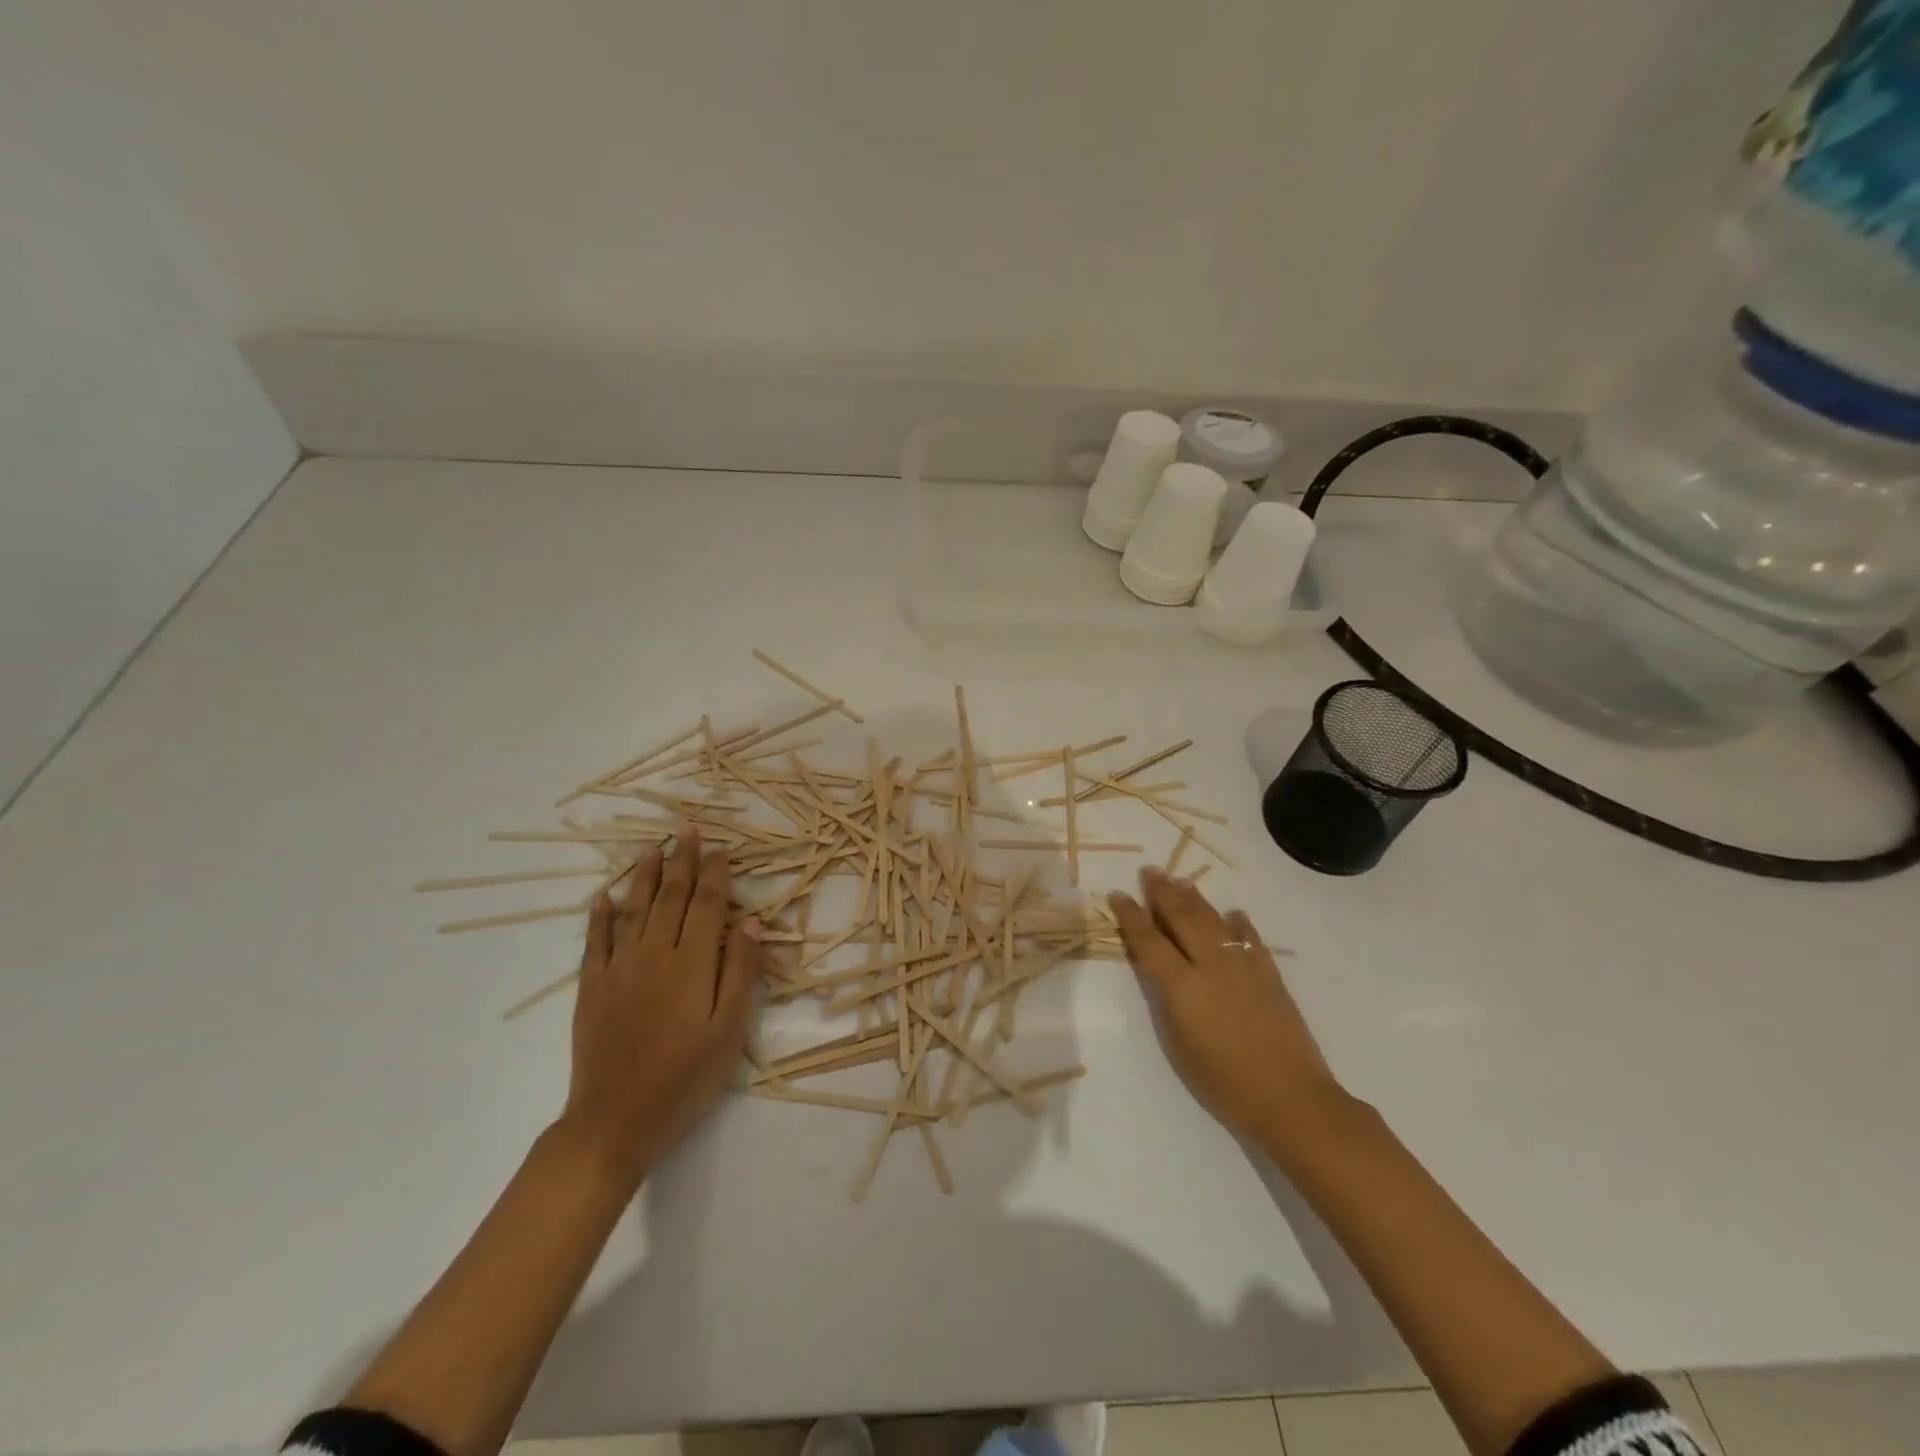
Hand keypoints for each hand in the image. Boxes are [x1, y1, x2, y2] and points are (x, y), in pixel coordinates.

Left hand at [559, 829, 760, 1189]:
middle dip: (682, 862)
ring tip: (652, 848)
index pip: (707, 906)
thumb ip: (740, 973)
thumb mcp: (729, 1031)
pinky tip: (602, 897)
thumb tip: (749, 922)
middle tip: (688, 830)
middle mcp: (655, 955)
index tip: (720, 848)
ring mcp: (619, 970)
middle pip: (671, 898)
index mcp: (692, 964)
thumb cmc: (685, 1079)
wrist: (615, 1121)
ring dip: (644, 876)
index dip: (715, 875)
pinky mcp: (592, 988)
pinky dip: (599, 916)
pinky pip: (595, 942)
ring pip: (634, 910)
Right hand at [1110, 868, 1346, 1149]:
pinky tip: (1232, 914)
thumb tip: (1157, 966)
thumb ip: (1165, 998)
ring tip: (1180, 882)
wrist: (1290, 1097)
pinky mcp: (1269, 973)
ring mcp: (1243, 965)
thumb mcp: (1178, 1043)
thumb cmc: (1223, 1081)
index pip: (1149, 940)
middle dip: (1162, 893)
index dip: (1131, 916)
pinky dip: (1237, 922)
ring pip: (1213, 919)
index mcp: (1182, 985)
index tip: (1118, 894)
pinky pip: (1249, 937)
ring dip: (1194, 898)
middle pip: (1182, 917)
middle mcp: (1211, 964)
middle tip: (1150, 873)